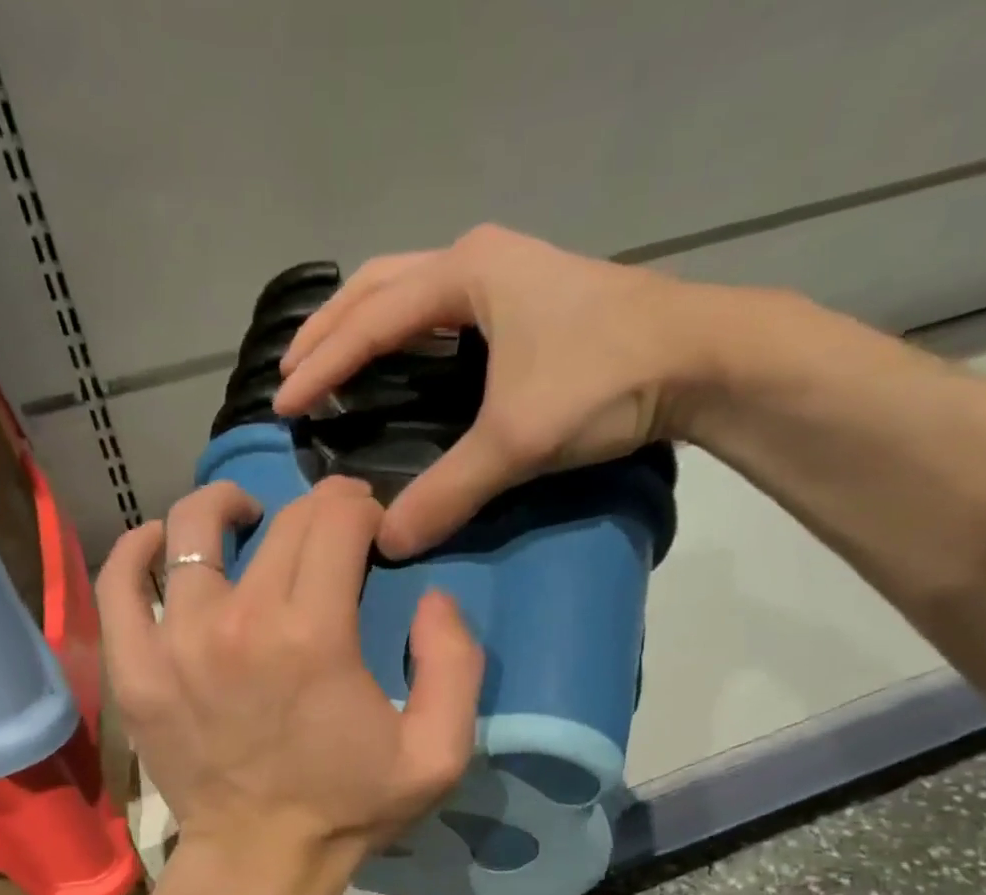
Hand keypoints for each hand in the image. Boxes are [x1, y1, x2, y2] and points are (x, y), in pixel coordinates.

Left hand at [96, 476, 483, 878]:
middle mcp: (239, 622)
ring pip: (190, 530)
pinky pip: (119, 581)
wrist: (260, 860)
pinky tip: (162, 545)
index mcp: (314, 635)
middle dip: (316, 510)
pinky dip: (139, 549)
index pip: (336, 520)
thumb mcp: (437, 753)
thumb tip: (432, 595)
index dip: (361, 509)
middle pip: (279, 522)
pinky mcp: (134, 669)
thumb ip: (455, 664)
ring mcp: (174, 642)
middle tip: (330, 532)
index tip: (370, 531)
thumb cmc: (349, 808)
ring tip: (248, 520)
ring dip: (228, 508)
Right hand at [274, 223, 722, 558]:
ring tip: (329, 362)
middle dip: (330, 329)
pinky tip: (398, 363)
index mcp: (465, 274)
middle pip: (379, 287)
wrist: (702, 358)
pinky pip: (441, 309)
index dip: (322, 365)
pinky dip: (404, 333)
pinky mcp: (527, 298)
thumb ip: (448, 491)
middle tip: (292, 373)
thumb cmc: (604, 381)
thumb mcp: (516, 440)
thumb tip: (387, 543)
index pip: (371, 321)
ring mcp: (507, 273)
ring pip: (410, 290)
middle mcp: (478, 260)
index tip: (282, 403)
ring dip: (365, 323)